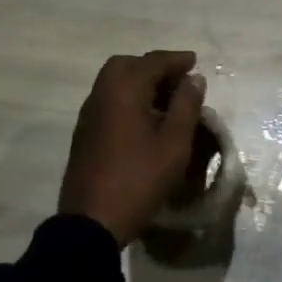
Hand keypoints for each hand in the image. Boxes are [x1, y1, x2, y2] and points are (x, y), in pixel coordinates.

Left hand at [58, 51, 206, 245]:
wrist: (92, 221)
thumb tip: (193, 79)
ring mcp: (89, 114)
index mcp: (123, 90)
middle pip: (127, 65)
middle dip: (154, 67)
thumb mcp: (174, 143)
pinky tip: (146, 118)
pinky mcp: (85, 133)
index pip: (153, 62)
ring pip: (114, 83)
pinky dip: (129, 98)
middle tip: (178, 79)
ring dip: (140, 82)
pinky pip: (109, 101)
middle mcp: (101, 94)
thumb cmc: (139, 178)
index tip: (196, 62)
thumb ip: (186, 105)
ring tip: (167, 99)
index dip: (177, 60)